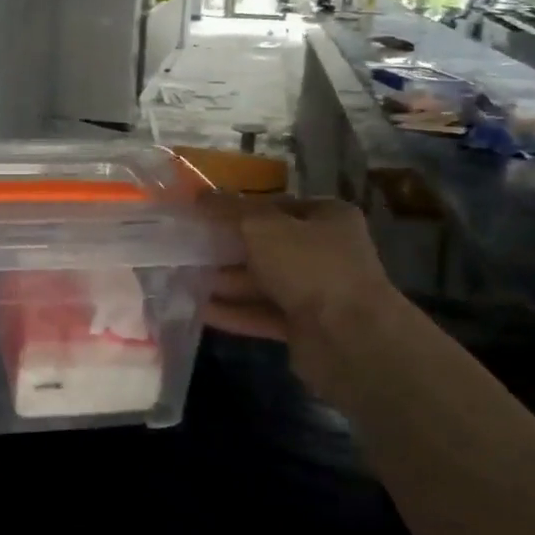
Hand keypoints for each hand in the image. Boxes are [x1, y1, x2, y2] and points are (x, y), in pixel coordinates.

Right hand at [200, 195, 397, 388]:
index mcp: (327, 217)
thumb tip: (200, 195)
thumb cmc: (309, 266)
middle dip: (227, 247)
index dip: (239, 207)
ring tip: (184, 277)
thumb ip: (229, 210)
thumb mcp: (262, 226)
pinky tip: (200, 309)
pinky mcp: (305, 327)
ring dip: (226, 280)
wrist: (350, 339)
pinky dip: (235, 312)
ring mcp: (317, 292)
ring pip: (263, 282)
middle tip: (187, 246)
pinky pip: (263, 314)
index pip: (276, 205)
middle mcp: (326, 252)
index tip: (203, 212)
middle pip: (267, 245)